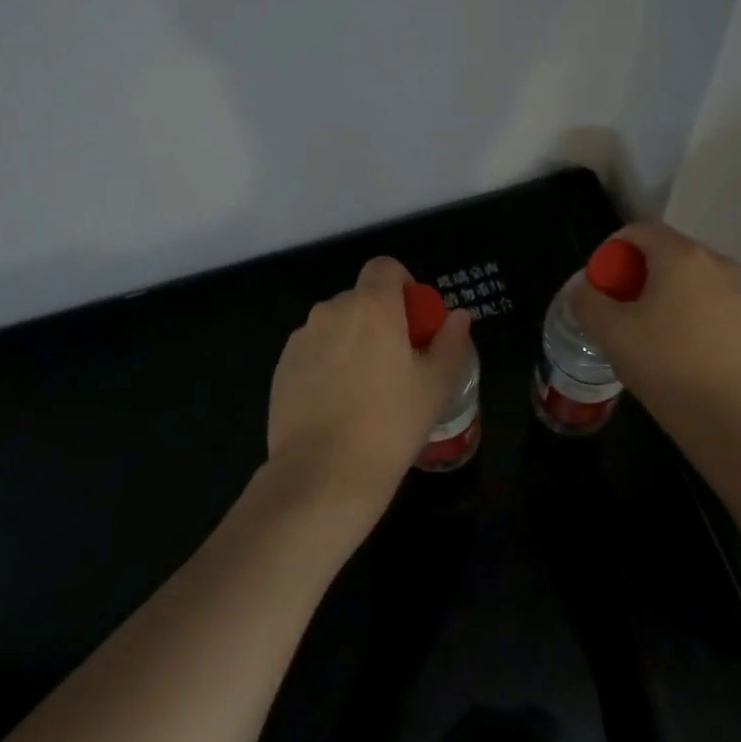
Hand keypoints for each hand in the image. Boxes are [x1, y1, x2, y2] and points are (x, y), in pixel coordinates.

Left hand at [265, 257, 473, 526]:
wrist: (323, 474)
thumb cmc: (390, 424)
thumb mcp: (436, 385)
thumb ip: (451, 342)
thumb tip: (459, 316)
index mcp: (372, 306)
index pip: (385, 267)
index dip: (402, 284)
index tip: (414, 319)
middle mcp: (331, 311)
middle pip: (360, 298)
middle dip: (379, 318)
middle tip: (396, 361)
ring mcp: (301, 338)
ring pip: (334, 326)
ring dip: (351, 341)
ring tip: (365, 388)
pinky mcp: (281, 367)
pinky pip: (313, 351)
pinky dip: (327, 363)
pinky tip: (337, 404)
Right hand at [568, 222, 740, 431]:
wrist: (736, 418)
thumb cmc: (666, 364)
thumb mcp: (610, 332)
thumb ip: (587, 301)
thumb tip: (584, 289)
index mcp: (681, 256)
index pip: (639, 231)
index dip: (611, 250)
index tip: (599, 283)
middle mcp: (719, 265)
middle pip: (668, 256)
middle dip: (638, 276)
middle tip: (619, 311)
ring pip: (694, 286)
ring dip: (668, 300)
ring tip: (650, 339)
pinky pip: (716, 313)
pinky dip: (694, 323)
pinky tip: (684, 360)